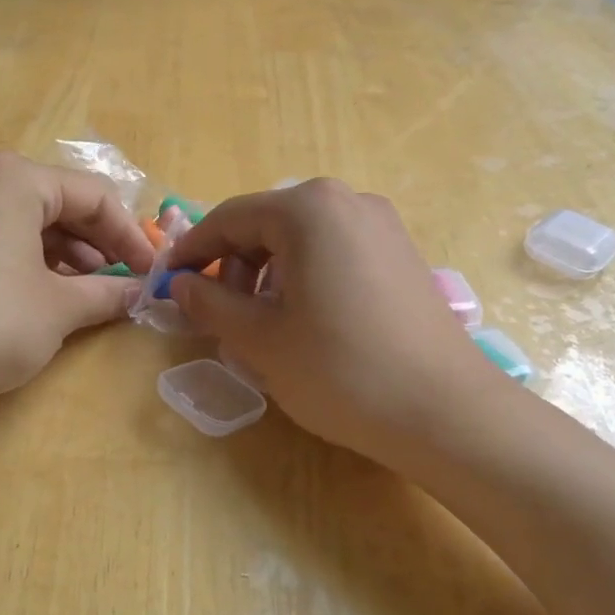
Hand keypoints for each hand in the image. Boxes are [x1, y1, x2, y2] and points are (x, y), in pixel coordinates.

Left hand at [0, 151, 153, 410]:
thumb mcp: (58, 309)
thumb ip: (107, 294)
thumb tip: (142, 293)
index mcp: (14, 178)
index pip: (94, 196)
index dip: (130, 236)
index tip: (151, 273)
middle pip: (60, 203)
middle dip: (98, 245)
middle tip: (123, 285)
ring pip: (28, 221)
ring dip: (66, 256)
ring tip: (87, 296)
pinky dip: (30, 261)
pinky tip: (44, 296)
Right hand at [165, 180, 507, 469]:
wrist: (446, 413)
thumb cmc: (340, 370)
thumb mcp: (260, 339)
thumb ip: (210, 303)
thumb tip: (182, 285)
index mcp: (308, 209)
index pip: (229, 218)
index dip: (192, 251)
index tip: (168, 283)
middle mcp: (348, 201)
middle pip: (268, 224)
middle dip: (234, 266)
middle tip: (221, 316)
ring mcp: (383, 226)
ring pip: (302, 240)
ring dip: (269, 275)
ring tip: (263, 326)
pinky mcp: (403, 256)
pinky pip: (336, 254)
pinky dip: (306, 279)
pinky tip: (307, 323)